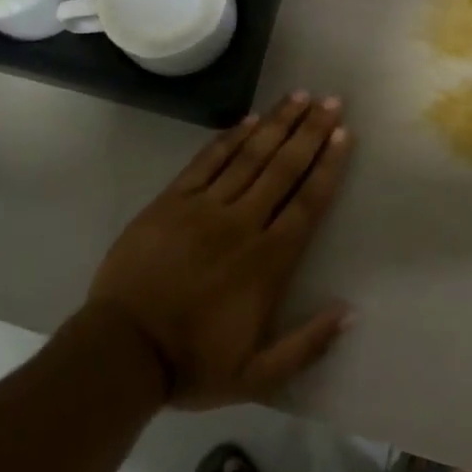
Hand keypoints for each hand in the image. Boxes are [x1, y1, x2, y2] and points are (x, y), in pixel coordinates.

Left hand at [88, 93, 354, 408]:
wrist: (121, 352)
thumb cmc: (192, 364)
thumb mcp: (257, 375)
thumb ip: (306, 345)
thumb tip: (350, 312)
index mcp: (267, 262)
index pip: (307, 203)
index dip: (328, 166)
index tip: (344, 135)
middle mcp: (242, 224)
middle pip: (283, 169)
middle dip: (310, 132)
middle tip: (331, 101)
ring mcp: (203, 208)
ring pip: (249, 156)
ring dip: (277, 124)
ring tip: (299, 96)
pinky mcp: (171, 202)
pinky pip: (207, 162)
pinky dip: (230, 138)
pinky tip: (250, 119)